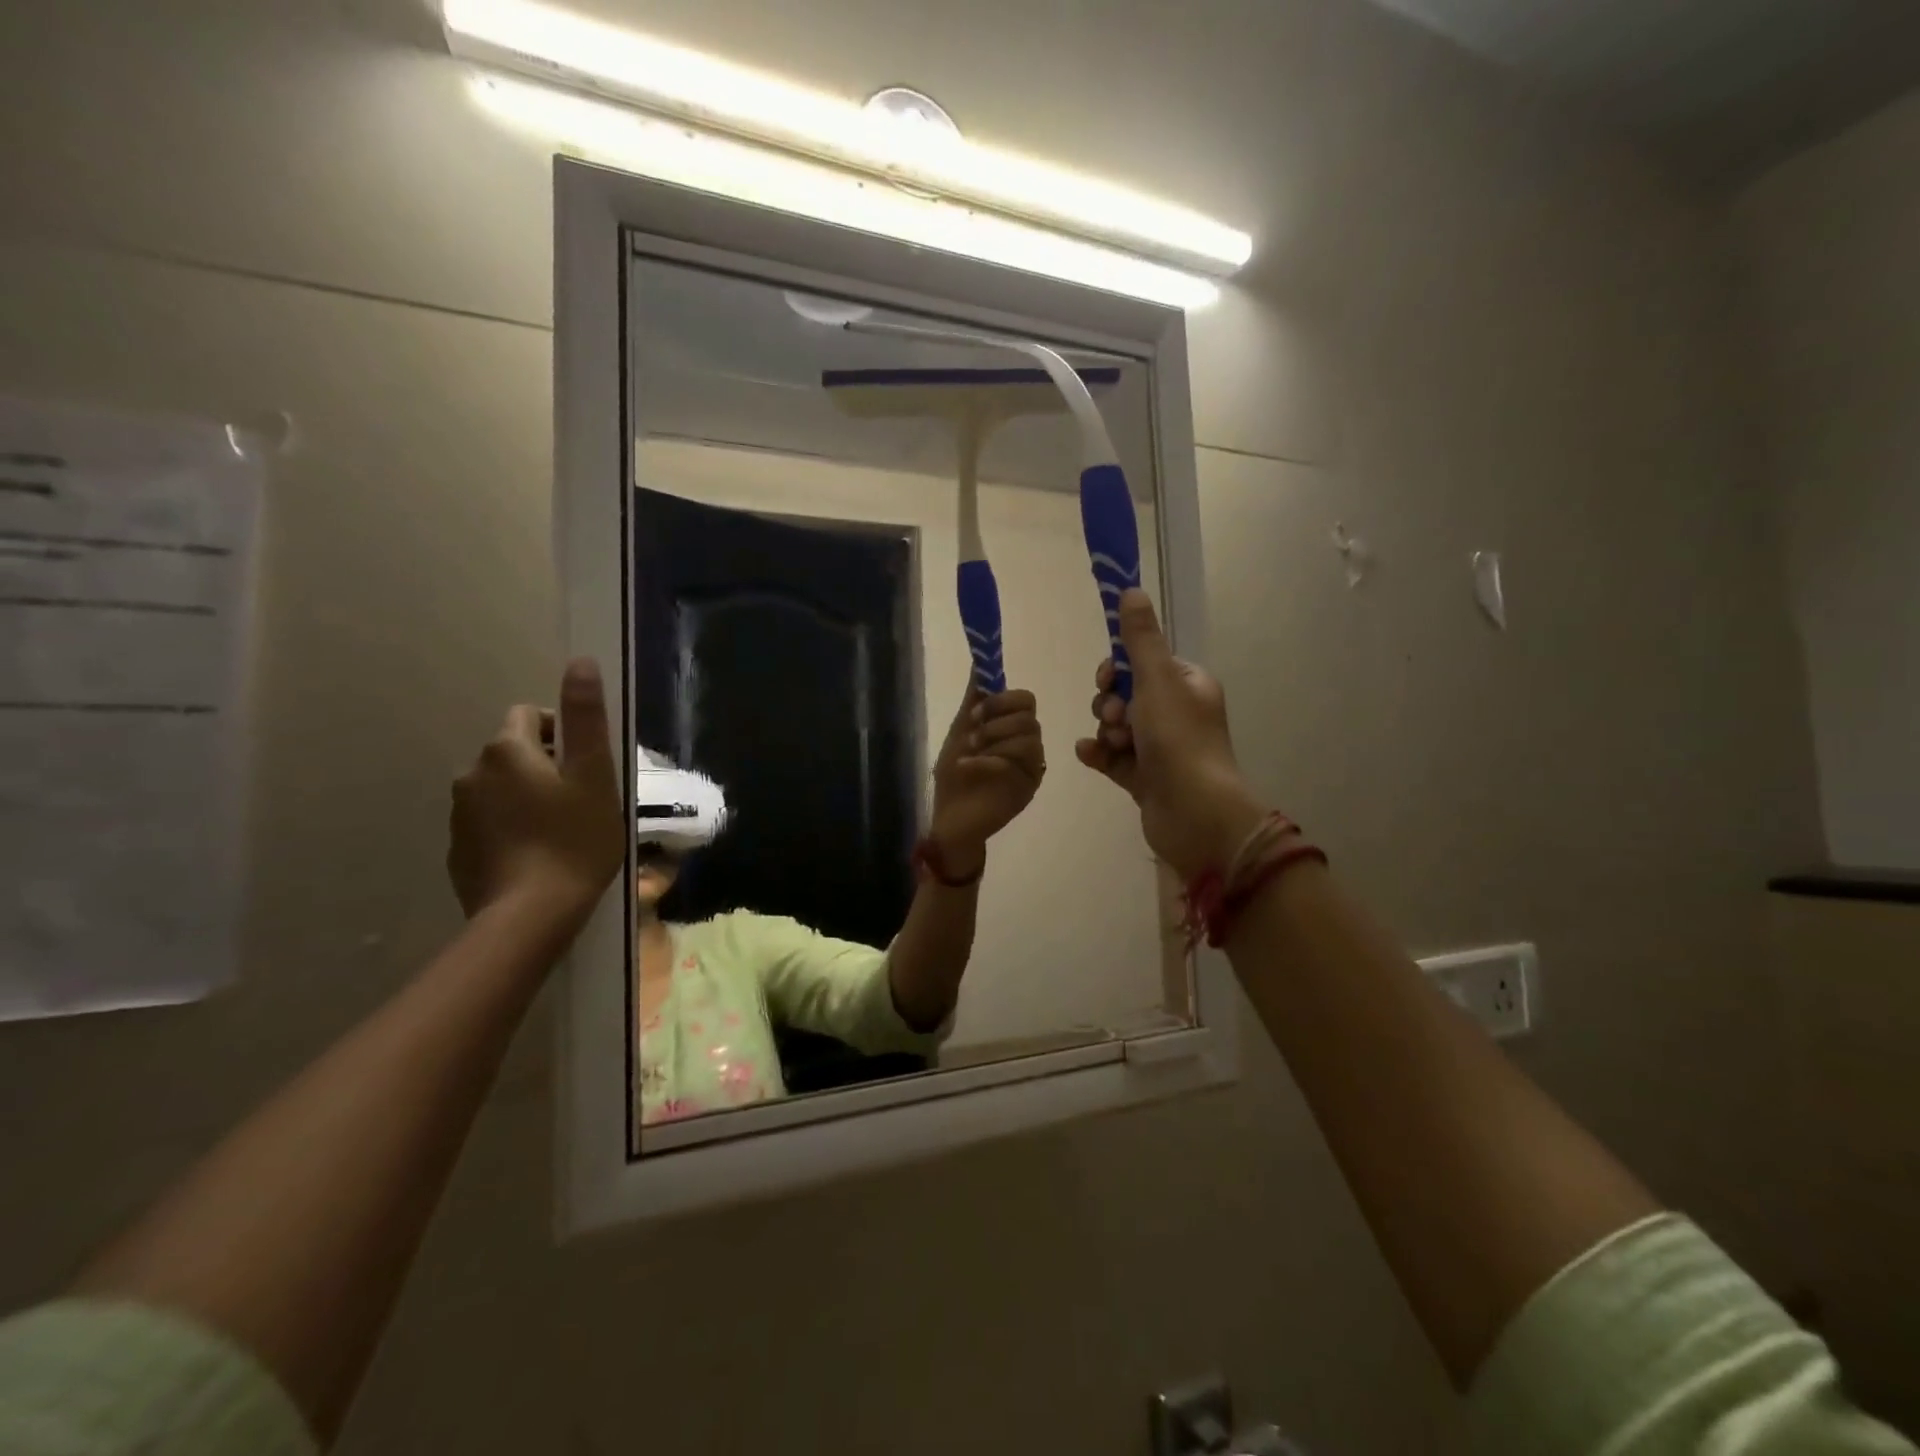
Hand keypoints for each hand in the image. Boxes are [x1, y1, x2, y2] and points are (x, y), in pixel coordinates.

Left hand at [447, 658, 626, 923]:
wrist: (530, 914)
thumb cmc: (575, 838)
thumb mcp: (594, 774)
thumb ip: (585, 717)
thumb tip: (581, 662)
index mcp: (506, 750)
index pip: (529, 716)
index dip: (562, 732)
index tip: (586, 766)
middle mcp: (472, 773)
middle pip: (513, 752)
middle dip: (545, 765)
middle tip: (580, 800)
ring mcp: (459, 814)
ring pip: (500, 788)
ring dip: (526, 796)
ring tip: (560, 829)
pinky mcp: (458, 850)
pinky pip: (489, 822)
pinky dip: (511, 827)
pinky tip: (536, 854)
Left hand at [928, 686, 1045, 875]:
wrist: (950, 819)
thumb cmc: (954, 777)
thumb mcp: (960, 732)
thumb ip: (974, 700)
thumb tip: (979, 663)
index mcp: (1012, 729)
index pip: (1026, 700)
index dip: (1003, 700)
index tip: (975, 711)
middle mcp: (1027, 746)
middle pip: (1030, 718)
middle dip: (999, 719)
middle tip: (973, 733)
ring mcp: (1030, 768)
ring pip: (1029, 739)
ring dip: (994, 740)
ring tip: (969, 751)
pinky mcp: (1027, 789)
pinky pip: (1015, 764)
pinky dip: (987, 761)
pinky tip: (967, 766)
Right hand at [1073, 590, 1265, 878]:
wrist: (1194, 813)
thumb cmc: (1179, 739)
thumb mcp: (1157, 679)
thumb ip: (1139, 639)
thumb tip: (1131, 590)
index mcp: (1187, 685)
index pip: (1143, 664)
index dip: (1118, 669)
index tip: (1107, 679)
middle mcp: (1176, 714)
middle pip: (1125, 695)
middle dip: (1110, 703)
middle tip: (1117, 717)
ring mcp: (1160, 749)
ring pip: (1116, 726)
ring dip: (1106, 730)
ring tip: (1116, 743)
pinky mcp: (1145, 778)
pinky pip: (1113, 757)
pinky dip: (1099, 754)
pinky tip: (1089, 754)